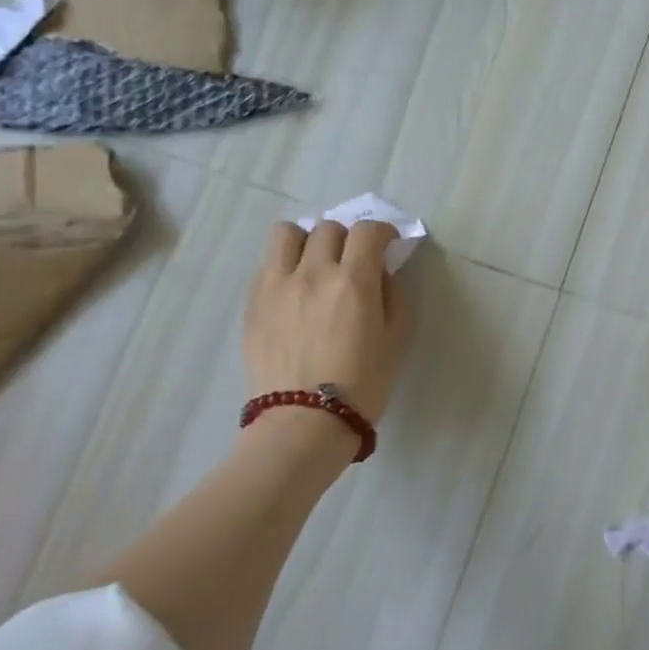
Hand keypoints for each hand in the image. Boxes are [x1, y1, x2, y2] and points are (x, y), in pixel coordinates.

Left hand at [242, 220, 411, 424]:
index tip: (387, 245)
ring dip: (307, 240)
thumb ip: (393, 296)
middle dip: (347, 238)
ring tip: (314, 263)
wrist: (304, 421)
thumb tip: (381, 272)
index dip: (383, 231)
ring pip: (288, 233)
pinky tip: (294, 288)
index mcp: (354, 281)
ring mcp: (277, 285)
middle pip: (329, 228)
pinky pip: (267, 263)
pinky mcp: (253, 302)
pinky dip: (284, 264)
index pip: (368, 231)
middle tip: (353, 260)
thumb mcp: (395, 339)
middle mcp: (313, 272)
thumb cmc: (363, 385)